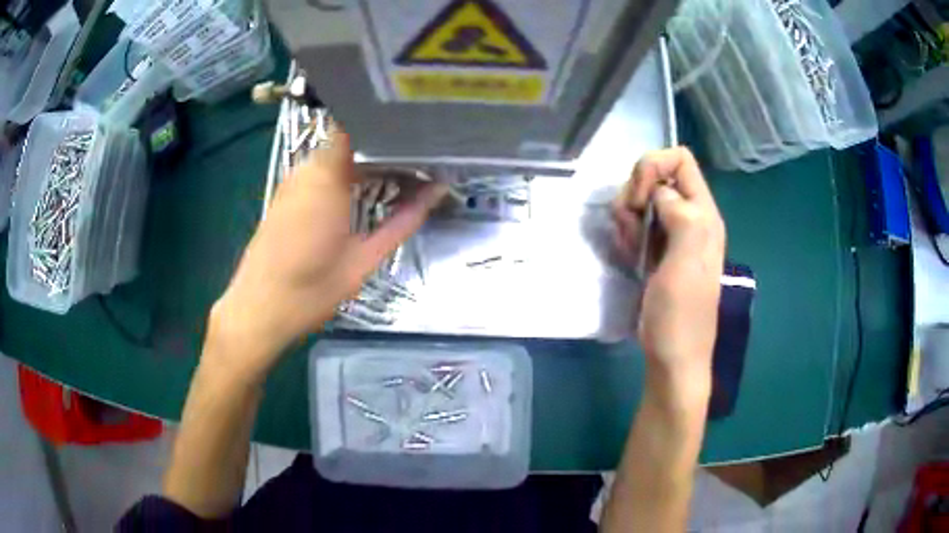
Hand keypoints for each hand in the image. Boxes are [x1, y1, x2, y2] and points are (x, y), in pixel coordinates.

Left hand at [208, 126, 446, 382]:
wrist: (259, 311)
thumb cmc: (312, 289)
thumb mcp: (365, 258)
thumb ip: (403, 221)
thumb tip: (437, 191)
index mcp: (328, 176)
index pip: (362, 124)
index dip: (393, 123)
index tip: (423, 132)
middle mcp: (308, 168)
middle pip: (353, 138)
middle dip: (387, 146)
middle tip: (421, 160)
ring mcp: (294, 180)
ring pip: (337, 154)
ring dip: (367, 161)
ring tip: (401, 174)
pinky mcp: (286, 195)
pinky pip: (321, 171)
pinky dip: (346, 174)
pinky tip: (365, 190)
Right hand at [612, 148, 725, 379]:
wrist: (672, 356)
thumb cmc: (680, 315)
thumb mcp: (686, 263)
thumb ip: (681, 216)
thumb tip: (660, 191)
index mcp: (703, 214)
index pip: (680, 159)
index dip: (654, 167)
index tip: (641, 200)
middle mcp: (690, 217)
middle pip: (656, 174)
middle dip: (635, 193)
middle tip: (633, 228)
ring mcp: (672, 234)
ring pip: (642, 198)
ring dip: (628, 216)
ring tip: (632, 247)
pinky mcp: (657, 250)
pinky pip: (636, 223)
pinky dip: (627, 232)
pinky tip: (631, 256)